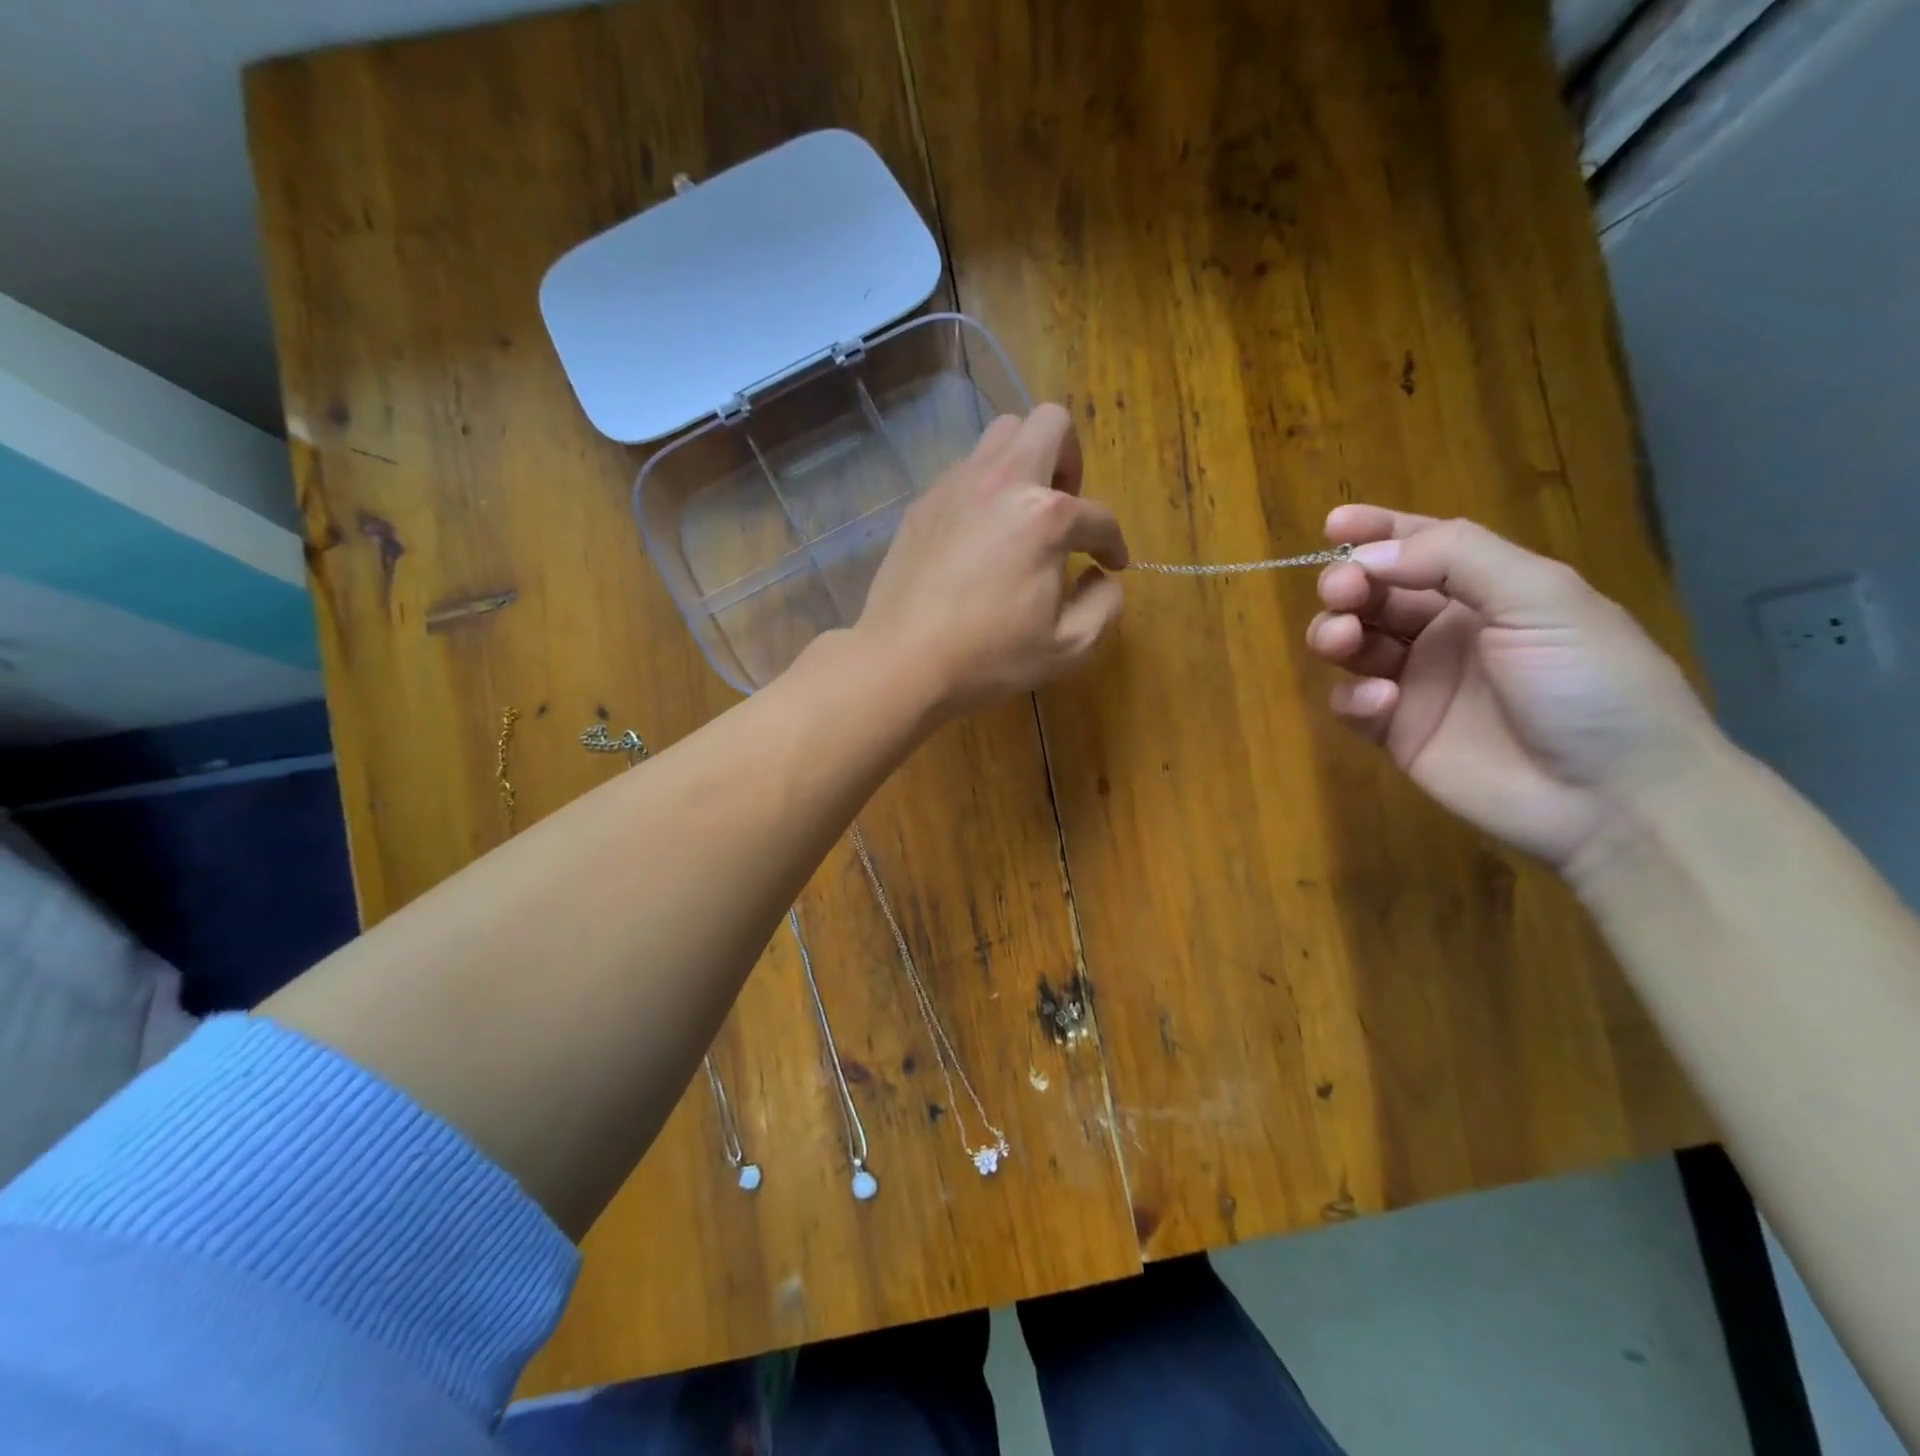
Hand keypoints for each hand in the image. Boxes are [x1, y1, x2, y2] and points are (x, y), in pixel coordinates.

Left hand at [857, 403, 1127, 717]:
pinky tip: (978, 535)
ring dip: (1025, 463)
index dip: (1113, 543)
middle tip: (1065, 508)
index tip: (1111, 563)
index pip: (1098, 517)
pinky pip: (965, 470)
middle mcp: (1002, 483)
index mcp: (1045, 517)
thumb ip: (1105, 605)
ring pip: (1001, 435)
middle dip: (1071, 458)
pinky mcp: (923, 503)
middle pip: (1050, 423)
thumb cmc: (989, 658)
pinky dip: (984, 488)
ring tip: (1021, 514)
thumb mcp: (1069, 646)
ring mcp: (956, 486)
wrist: (902, 661)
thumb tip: (1102, 576)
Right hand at [1307, 505, 1716, 868]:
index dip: (1377, 531)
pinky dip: (1353, 698)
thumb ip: (1456, 559)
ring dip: (1335, 633)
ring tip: (1343, 641)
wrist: (1612, 797)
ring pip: (1351, 644)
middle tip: (1342, 592)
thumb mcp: (1542, 599)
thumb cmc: (1589, 683)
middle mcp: (1446, 631)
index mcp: (1489, 592)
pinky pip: (1352, 703)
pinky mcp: (1397, 732)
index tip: (1334, 524)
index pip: (1421, 547)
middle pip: (1373, 594)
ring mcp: (1418, 683)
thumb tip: (1368, 555)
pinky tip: (1381, 705)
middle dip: (1348, 584)